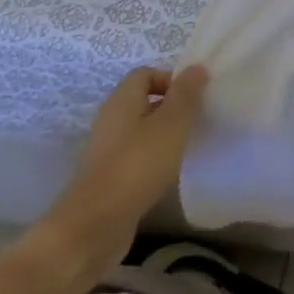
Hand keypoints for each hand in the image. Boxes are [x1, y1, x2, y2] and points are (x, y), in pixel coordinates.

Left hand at [37, 64, 207, 280]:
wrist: (95, 225)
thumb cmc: (137, 165)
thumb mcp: (171, 124)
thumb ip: (186, 95)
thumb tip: (196, 68)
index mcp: (121, 101)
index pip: (145, 74)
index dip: (171, 79)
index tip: (195, 97)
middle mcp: (110, 120)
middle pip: (144, 101)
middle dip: (173, 107)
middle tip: (198, 119)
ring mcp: (107, 150)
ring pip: (142, 129)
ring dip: (166, 133)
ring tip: (189, 145)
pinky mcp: (110, 176)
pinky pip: (137, 154)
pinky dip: (156, 157)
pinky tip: (171, 170)